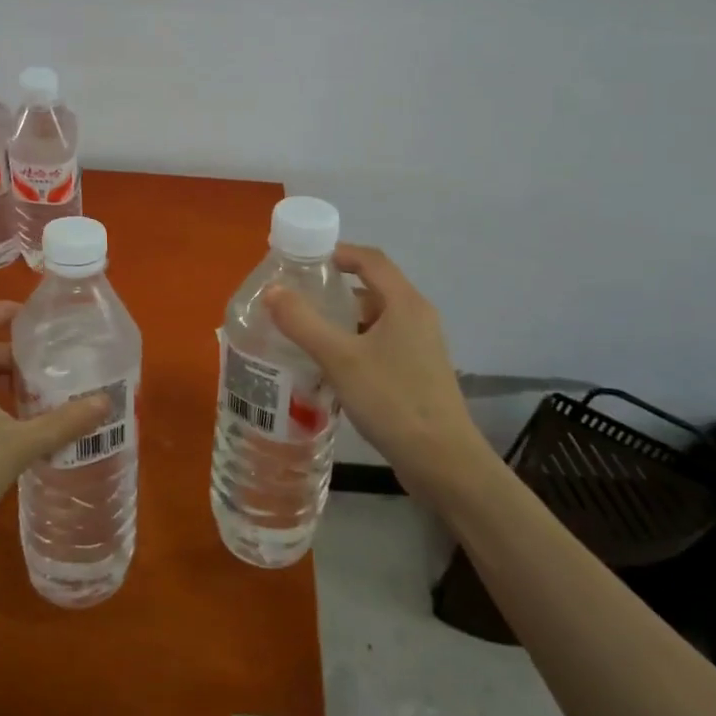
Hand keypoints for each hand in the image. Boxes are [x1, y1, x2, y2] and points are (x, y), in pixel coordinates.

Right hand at [263, 244, 488, 485]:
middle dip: (333, 291)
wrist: (443, 463)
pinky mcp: (416, 374)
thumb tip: (272, 290)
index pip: (370, 260)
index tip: (302, 259)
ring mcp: (419, 348)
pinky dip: (352, 346)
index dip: (337, 252)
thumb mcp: (340, 358)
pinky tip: (328, 367)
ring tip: (303, 333)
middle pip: (371, 289)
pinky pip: (379, 346)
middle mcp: (417, 318)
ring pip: (373, 321)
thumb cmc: (393, 400)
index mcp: (405, 304)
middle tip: (295, 299)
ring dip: (340, 322)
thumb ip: (303, 322)